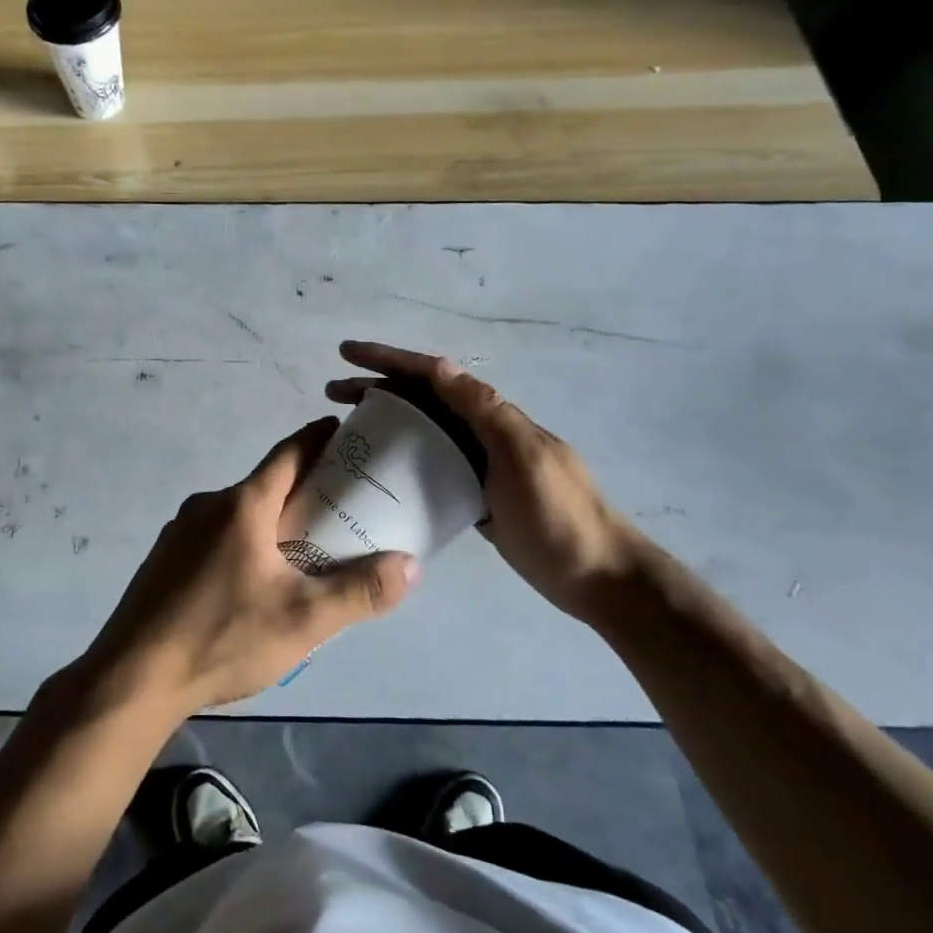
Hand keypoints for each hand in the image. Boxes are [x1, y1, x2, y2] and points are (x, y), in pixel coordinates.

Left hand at [81, 417, 419, 716]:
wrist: (133, 677)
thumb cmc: (222, 637)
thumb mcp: (302, 620)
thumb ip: (359, 591)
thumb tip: (410, 565)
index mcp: (243, 504)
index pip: (289, 452)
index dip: (318, 438)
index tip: (344, 432)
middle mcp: (209, 504)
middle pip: (265, 483)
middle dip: (303, 488)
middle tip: (340, 506)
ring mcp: (180, 530)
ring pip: (239, 512)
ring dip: (271, 519)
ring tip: (302, 550)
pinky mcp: (165, 557)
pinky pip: (215, 534)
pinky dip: (242, 541)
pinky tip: (252, 581)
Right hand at [327, 341, 642, 618]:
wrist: (600, 577)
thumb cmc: (560, 515)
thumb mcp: (523, 456)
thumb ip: (484, 411)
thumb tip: (441, 366)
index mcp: (492, 416)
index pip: (433, 375)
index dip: (389, 359)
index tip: (346, 354)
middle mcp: (482, 432)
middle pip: (422, 399)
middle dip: (376, 388)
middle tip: (332, 393)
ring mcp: (480, 465)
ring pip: (423, 431)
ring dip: (385, 422)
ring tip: (345, 429)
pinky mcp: (475, 496)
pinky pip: (430, 466)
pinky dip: (402, 460)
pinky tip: (379, 473)